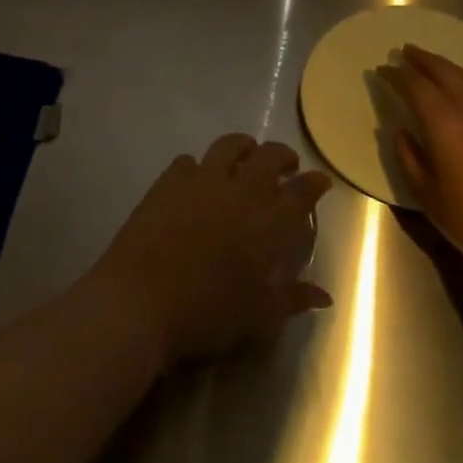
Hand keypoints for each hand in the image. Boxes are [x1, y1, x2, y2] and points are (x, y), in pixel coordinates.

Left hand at [88, 134, 332, 365]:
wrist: (139, 301)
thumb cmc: (204, 314)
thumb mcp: (256, 316)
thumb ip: (292, 299)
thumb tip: (324, 295)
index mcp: (266, 226)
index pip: (300, 193)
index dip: (313, 184)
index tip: (319, 180)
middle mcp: (237, 194)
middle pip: (267, 157)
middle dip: (283, 156)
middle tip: (287, 165)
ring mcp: (199, 183)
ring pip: (228, 146)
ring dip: (244, 147)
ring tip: (246, 157)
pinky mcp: (166, 183)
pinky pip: (188, 161)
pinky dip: (199, 165)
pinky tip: (198, 178)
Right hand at [380, 45, 462, 272]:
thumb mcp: (429, 197)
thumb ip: (410, 160)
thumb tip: (402, 133)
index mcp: (445, 126)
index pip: (417, 89)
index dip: (397, 76)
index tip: (383, 68)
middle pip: (447, 74)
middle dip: (424, 60)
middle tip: (406, 50)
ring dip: (449, 67)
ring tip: (433, 63)